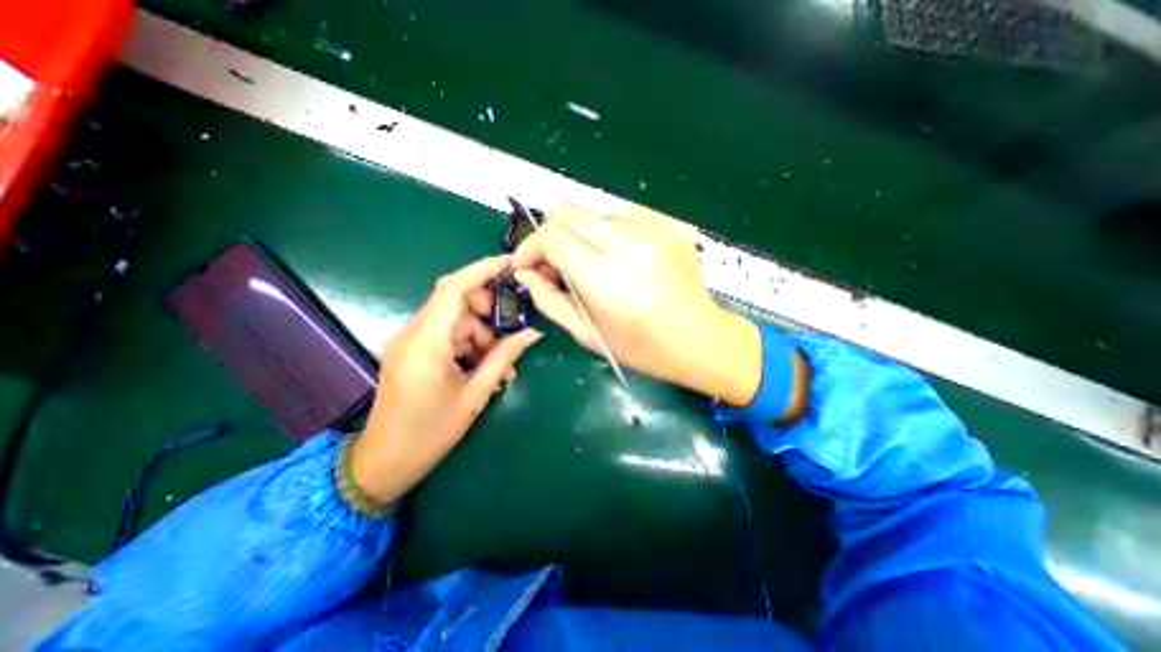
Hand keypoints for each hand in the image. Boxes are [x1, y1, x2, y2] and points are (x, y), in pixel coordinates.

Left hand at [348, 254, 543, 503]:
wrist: (384, 462)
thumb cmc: (430, 433)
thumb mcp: (474, 394)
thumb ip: (503, 358)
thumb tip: (532, 333)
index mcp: (426, 342)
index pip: (454, 288)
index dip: (483, 270)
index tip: (510, 263)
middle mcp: (413, 333)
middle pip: (456, 301)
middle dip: (488, 311)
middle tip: (511, 334)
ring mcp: (410, 341)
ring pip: (454, 320)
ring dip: (482, 335)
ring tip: (501, 366)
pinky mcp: (411, 350)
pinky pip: (446, 334)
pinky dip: (468, 344)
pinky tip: (484, 368)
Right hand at [511, 205, 767, 406]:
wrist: (700, 339)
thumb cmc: (641, 347)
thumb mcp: (587, 334)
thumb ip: (548, 300)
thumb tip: (525, 273)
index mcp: (604, 277)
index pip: (551, 238)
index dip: (530, 247)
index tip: (527, 264)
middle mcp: (628, 243)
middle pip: (568, 212)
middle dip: (551, 235)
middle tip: (554, 263)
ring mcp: (654, 228)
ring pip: (595, 213)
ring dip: (583, 236)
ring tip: (595, 265)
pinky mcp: (670, 224)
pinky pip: (625, 215)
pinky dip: (612, 232)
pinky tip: (622, 257)